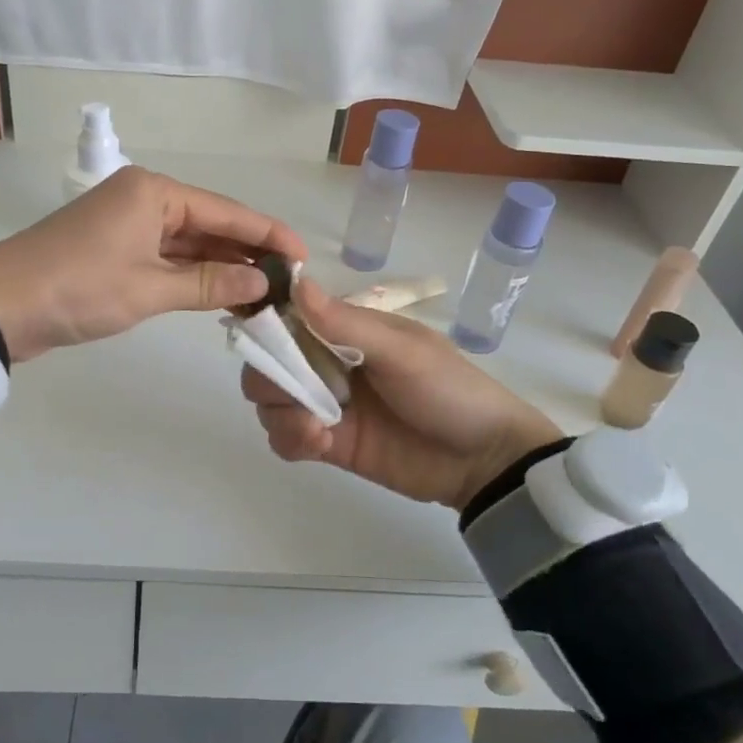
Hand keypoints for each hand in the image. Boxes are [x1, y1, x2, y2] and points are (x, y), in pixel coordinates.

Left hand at [0, 167, 306, 361]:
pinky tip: (224, 293)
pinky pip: (169, 259)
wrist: (1, 306)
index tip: (304, 257)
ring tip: (266, 293)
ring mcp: (129, 225)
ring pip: (190, 243)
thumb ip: (210, 284)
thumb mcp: (149, 288)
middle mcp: (145, 199)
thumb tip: (262, 282)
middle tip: (290, 283)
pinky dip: (194, 276)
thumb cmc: (78, 288)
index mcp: (155, 192)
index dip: (268, 234)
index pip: (227, 211)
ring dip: (223, 267)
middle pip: (210, 224)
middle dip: (248, 253)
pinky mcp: (117, 251)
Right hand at [241, 278, 563, 510]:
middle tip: (295, 393)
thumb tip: (297, 282)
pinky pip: (286, 437)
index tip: (259, 338)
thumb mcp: (402, 351)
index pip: (288, 318)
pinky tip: (318, 443)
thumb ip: (345, 323)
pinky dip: (291, 438)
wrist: (482, 459)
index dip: (268, 326)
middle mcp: (327, 362)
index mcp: (345, 330)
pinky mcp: (328, 442)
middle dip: (270, 377)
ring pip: (270, 401)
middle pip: (269, 362)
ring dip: (280, 411)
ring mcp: (326, 404)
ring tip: (314, 428)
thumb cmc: (448, 390)